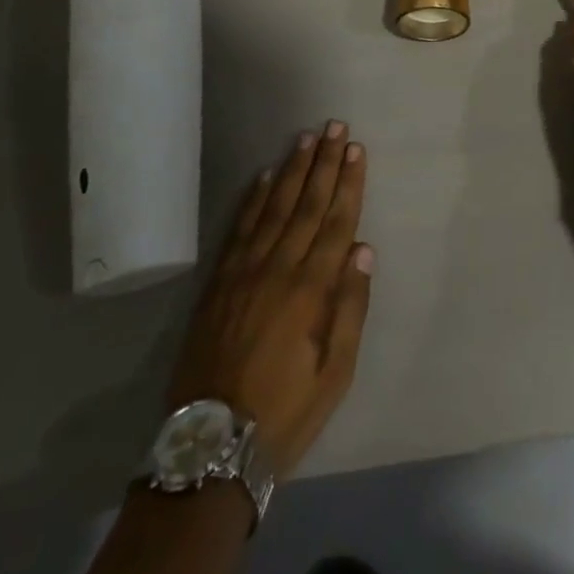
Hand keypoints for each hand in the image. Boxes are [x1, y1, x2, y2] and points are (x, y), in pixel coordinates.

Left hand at [167, 122, 373, 477]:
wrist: (210, 446)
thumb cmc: (284, 412)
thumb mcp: (334, 375)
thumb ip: (350, 309)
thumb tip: (363, 250)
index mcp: (310, 291)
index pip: (335, 222)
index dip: (348, 183)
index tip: (356, 149)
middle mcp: (277, 269)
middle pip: (306, 204)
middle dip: (324, 163)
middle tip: (336, 127)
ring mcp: (243, 272)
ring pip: (273, 208)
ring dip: (292, 170)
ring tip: (306, 139)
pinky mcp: (218, 282)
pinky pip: (239, 229)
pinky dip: (253, 199)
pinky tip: (264, 177)